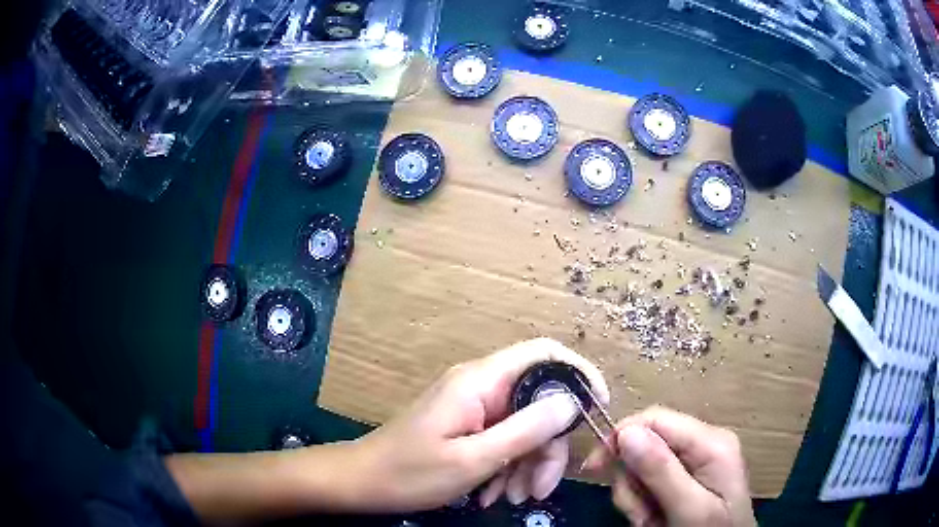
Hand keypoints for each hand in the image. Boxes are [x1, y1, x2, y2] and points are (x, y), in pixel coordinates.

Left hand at [350, 338, 608, 511]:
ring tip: (511, 499)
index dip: (578, 373)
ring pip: (525, 428)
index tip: (597, 409)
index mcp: (482, 381)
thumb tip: (572, 402)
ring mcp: (476, 408)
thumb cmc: (410, 472)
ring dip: (527, 465)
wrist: (363, 483)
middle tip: (540, 489)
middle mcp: (483, 387)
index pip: (544, 354)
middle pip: (539, 403)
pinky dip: (508, 468)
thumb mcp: (474, 459)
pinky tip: (494, 494)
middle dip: (547, 448)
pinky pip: (505, 441)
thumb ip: (526, 429)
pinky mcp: (470, 427)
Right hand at [584, 406, 754, 526]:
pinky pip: (652, 480)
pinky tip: (655, 518)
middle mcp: (704, 443)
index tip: (593, 470)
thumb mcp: (689, 509)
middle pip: (647, 443)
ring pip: (644, 465)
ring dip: (636, 497)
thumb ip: (662, 471)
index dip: (620, 438)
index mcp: (711, 442)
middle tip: (639, 514)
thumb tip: (626, 432)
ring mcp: (696, 460)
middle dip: (632, 481)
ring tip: (649, 521)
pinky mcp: (688, 476)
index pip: (655, 419)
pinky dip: (644, 501)